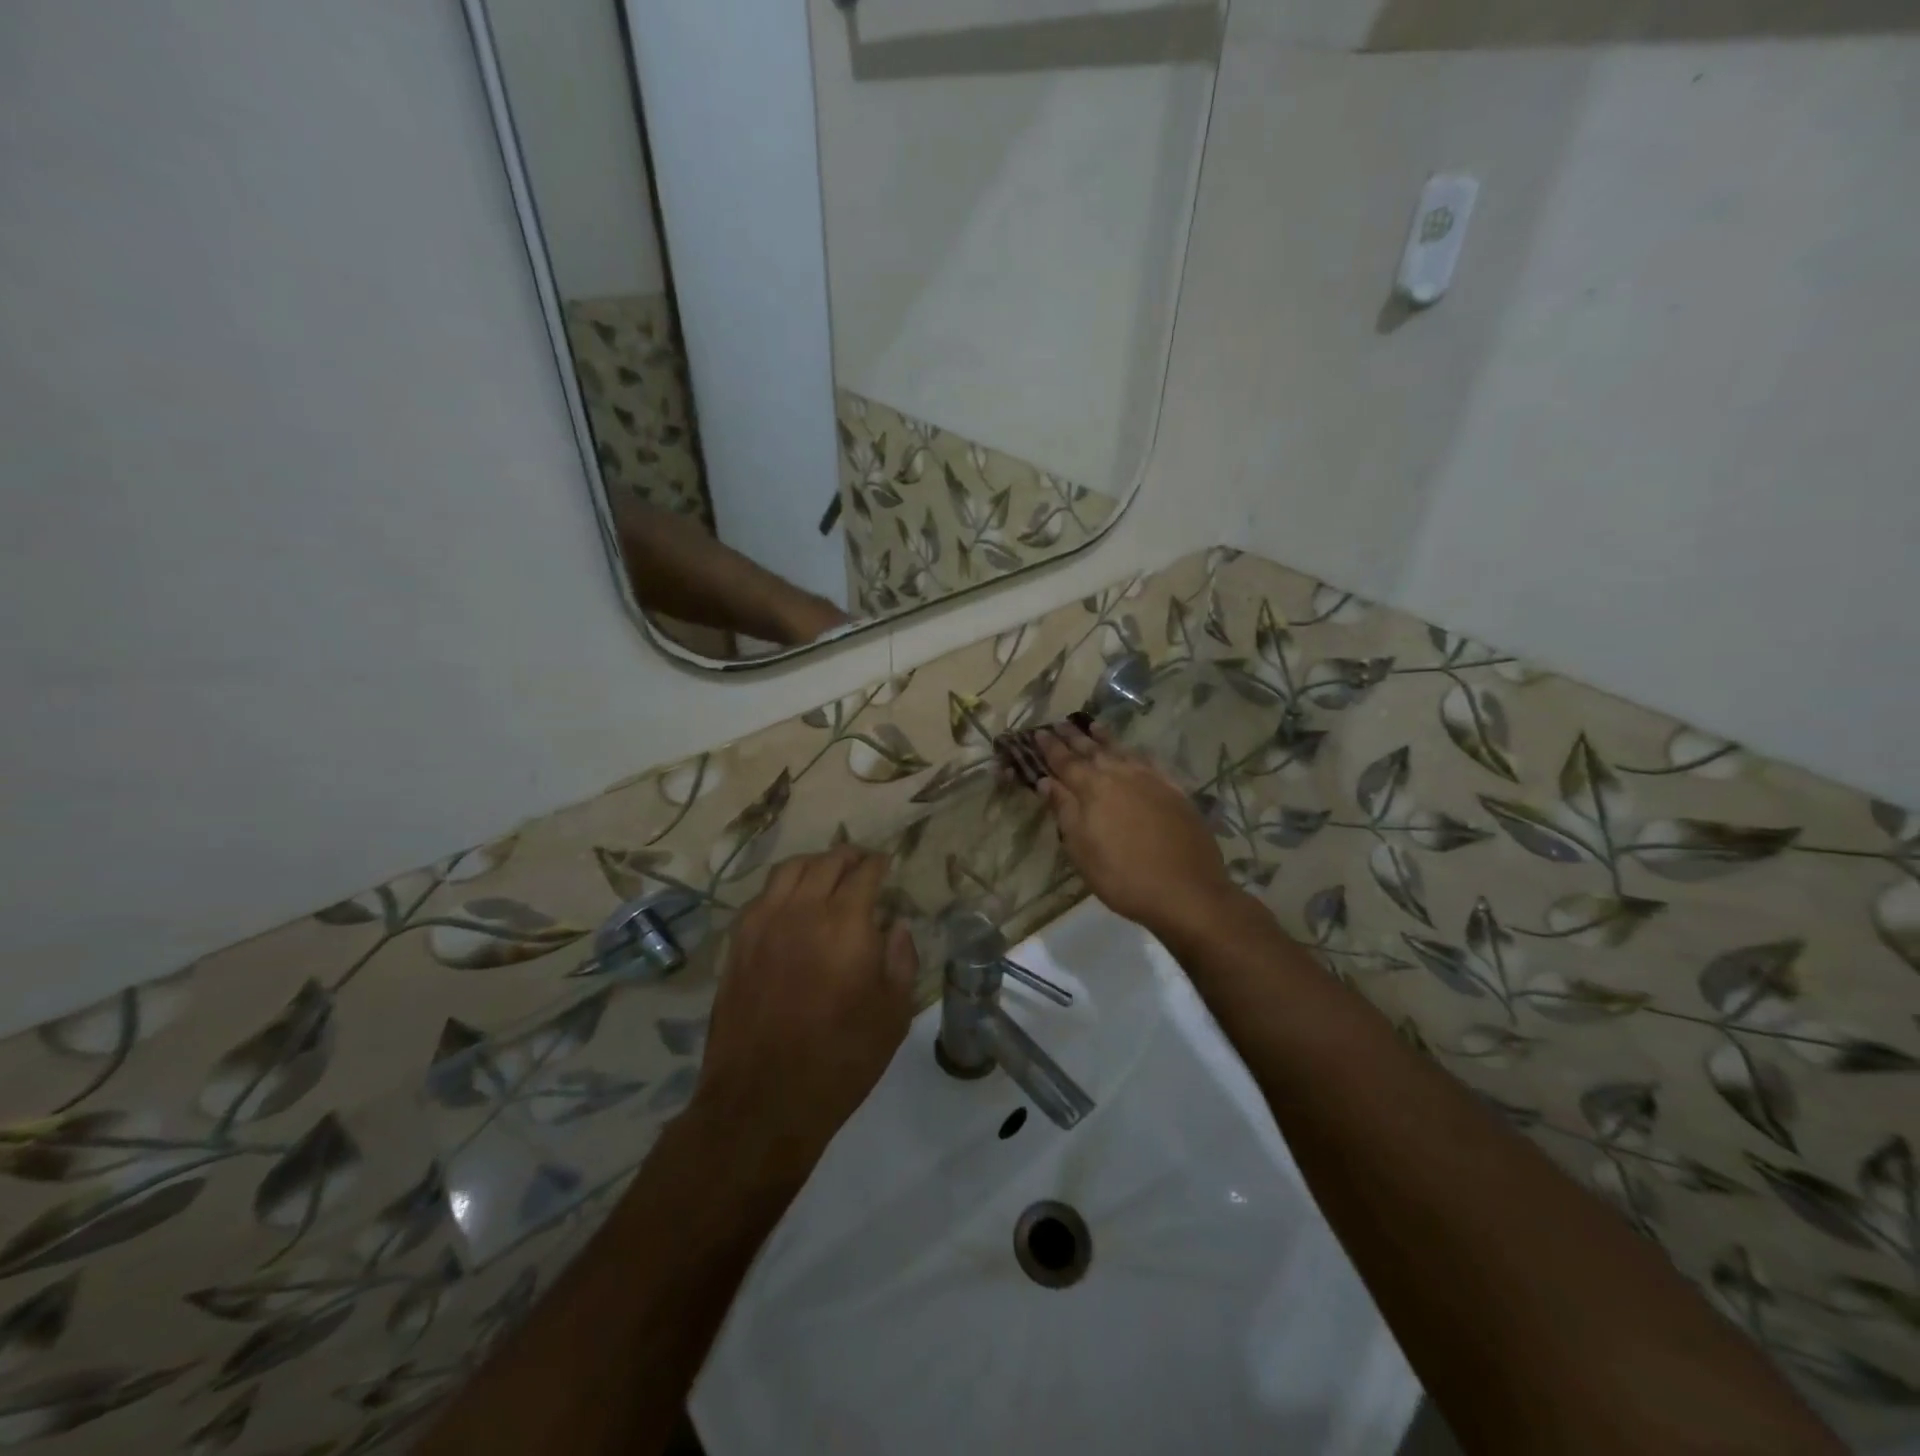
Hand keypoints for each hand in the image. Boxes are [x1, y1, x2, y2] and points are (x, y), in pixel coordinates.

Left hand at [692, 846, 916, 1187]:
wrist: (762, 1099)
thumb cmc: (840, 1059)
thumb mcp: (893, 1015)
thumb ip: (901, 960)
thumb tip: (897, 926)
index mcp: (847, 923)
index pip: (865, 872)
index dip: (879, 863)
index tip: (887, 863)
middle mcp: (803, 909)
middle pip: (827, 861)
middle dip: (849, 856)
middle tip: (862, 863)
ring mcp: (764, 922)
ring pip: (790, 869)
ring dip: (814, 863)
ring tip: (826, 872)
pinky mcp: (738, 942)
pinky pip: (762, 895)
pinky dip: (783, 887)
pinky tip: (791, 902)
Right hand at [1037, 723, 1239, 941]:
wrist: (1187, 891)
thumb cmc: (1122, 876)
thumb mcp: (1081, 850)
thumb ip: (1064, 811)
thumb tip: (1046, 782)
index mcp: (1092, 789)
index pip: (1065, 762)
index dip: (1050, 748)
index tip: (1039, 732)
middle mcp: (1120, 775)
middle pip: (1093, 750)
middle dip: (1074, 737)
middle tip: (1060, 723)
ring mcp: (1151, 780)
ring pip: (1122, 750)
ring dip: (1105, 738)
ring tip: (1093, 726)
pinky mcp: (1175, 790)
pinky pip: (1149, 761)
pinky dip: (1135, 752)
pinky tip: (1134, 751)